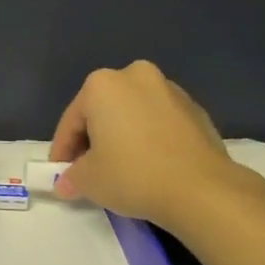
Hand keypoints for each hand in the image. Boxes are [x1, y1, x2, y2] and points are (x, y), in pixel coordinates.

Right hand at [49, 61, 263, 232]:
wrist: (202, 188)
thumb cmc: (133, 174)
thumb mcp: (90, 180)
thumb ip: (72, 177)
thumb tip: (67, 183)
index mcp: (102, 84)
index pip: (72, 120)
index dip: (63, 150)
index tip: (62, 174)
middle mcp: (134, 76)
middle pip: (103, 111)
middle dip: (94, 139)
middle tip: (90, 170)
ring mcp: (169, 89)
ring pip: (133, 114)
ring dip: (123, 136)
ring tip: (122, 169)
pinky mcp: (196, 109)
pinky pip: (160, 123)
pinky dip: (150, 139)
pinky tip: (151, 166)